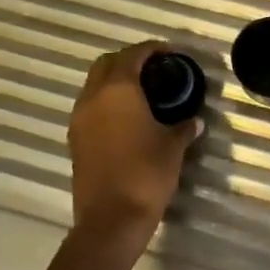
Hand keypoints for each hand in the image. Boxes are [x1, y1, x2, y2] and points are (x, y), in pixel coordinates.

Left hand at [67, 42, 201, 245]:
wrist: (110, 220)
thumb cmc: (145, 174)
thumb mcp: (173, 147)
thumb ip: (183, 127)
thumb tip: (194, 120)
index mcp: (118, 90)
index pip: (133, 55)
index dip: (151, 49)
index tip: (169, 52)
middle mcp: (93, 97)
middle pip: (106, 64)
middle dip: (129, 60)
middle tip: (153, 69)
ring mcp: (79, 119)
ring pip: (94, 85)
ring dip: (115, 81)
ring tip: (142, 91)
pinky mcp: (75, 140)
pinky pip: (90, 107)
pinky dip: (106, 102)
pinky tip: (127, 116)